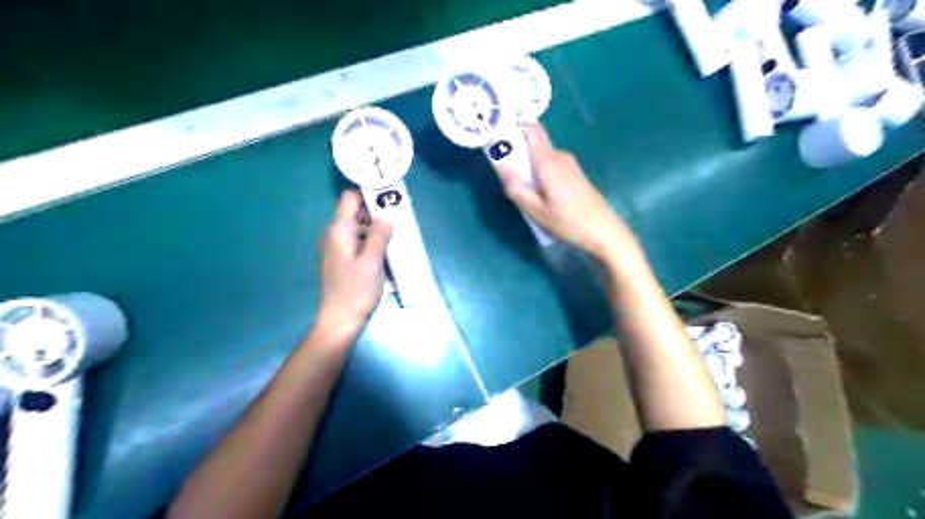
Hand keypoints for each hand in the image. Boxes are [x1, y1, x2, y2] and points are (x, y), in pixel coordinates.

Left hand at [319, 191, 392, 336]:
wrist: (339, 321)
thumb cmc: (356, 290)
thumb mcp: (372, 261)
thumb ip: (379, 235)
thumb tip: (387, 215)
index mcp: (338, 231)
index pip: (350, 198)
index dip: (368, 193)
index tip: (389, 197)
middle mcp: (334, 235)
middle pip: (354, 212)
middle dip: (376, 212)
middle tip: (399, 217)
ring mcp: (336, 248)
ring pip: (357, 228)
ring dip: (375, 228)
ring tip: (396, 234)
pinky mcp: (341, 260)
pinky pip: (357, 241)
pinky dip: (370, 240)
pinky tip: (385, 250)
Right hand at [499, 123, 636, 261]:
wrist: (602, 230)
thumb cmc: (567, 222)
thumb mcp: (535, 210)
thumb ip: (516, 188)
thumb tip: (500, 167)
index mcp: (549, 161)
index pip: (532, 129)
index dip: (515, 126)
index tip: (499, 134)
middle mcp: (560, 156)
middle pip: (534, 144)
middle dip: (517, 154)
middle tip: (505, 175)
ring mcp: (569, 164)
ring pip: (541, 156)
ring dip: (528, 166)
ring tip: (522, 190)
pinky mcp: (574, 173)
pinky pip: (550, 164)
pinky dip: (539, 172)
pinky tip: (540, 194)